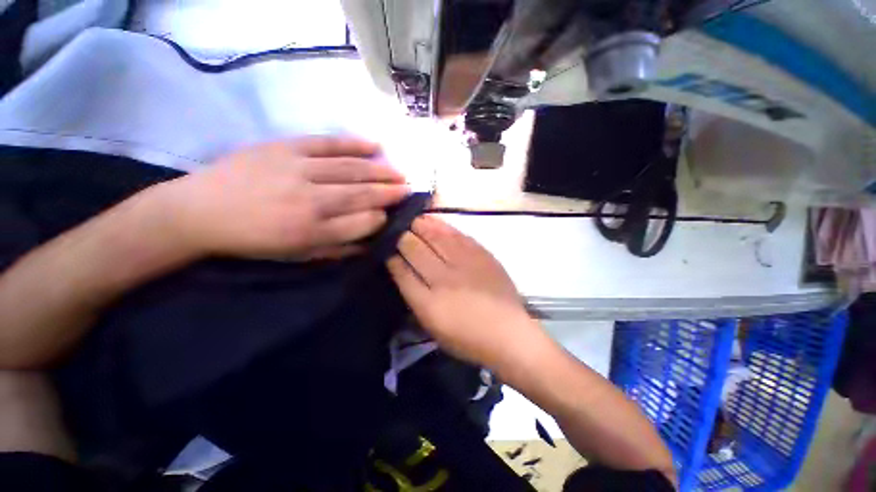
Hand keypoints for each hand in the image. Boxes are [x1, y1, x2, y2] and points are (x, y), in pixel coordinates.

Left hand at [155, 137, 408, 259]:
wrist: (200, 211)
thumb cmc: (253, 241)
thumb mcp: (296, 256)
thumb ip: (337, 249)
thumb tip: (370, 242)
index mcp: (313, 232)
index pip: (363, 222)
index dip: (381, 218)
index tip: (391, 214)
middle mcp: (311, 201)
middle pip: (363, 194)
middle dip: (390, 192)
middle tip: (409, 189)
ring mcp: (299, 169)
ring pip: (352, 168)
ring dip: (381, 170)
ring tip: (400, 171)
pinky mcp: (286, 147)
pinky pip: (328, 143)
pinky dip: (355, 143)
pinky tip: (376, 145)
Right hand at [387, 216, 541, 367]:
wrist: (508, 333)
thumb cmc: (467, 338)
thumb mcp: (433, 327)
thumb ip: (415, 298)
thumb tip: (403, 271)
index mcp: (429, 303)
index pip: (402, 272)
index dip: (392, 258)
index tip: (386, 250)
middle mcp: (444, 279)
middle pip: (416, 250)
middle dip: (402, 237)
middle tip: (397, 230)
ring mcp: (464, 264)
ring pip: (435, 237)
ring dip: (421, 226)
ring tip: (412, 219)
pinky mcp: (481, 255)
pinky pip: (457, 235)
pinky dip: (443, 226)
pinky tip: (434, 221)